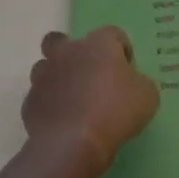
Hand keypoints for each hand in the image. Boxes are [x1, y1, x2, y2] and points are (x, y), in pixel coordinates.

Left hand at [21, 27, 160, 172]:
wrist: (73, 143)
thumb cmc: (115, 112)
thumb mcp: (147, 96)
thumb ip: (140, 82)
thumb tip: (132, 83)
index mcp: (98, 44)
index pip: (114, 34)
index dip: (122, 51)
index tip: (128, 73)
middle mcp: (68, 51)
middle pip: (63, 40)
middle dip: (73, 54)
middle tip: (88, 77)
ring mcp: (44, 75)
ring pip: (45, 67)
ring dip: (57, 79)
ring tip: (72, 102)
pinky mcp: (31, 101)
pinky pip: (40, 98)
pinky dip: (49, 106)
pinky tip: (62, 124)